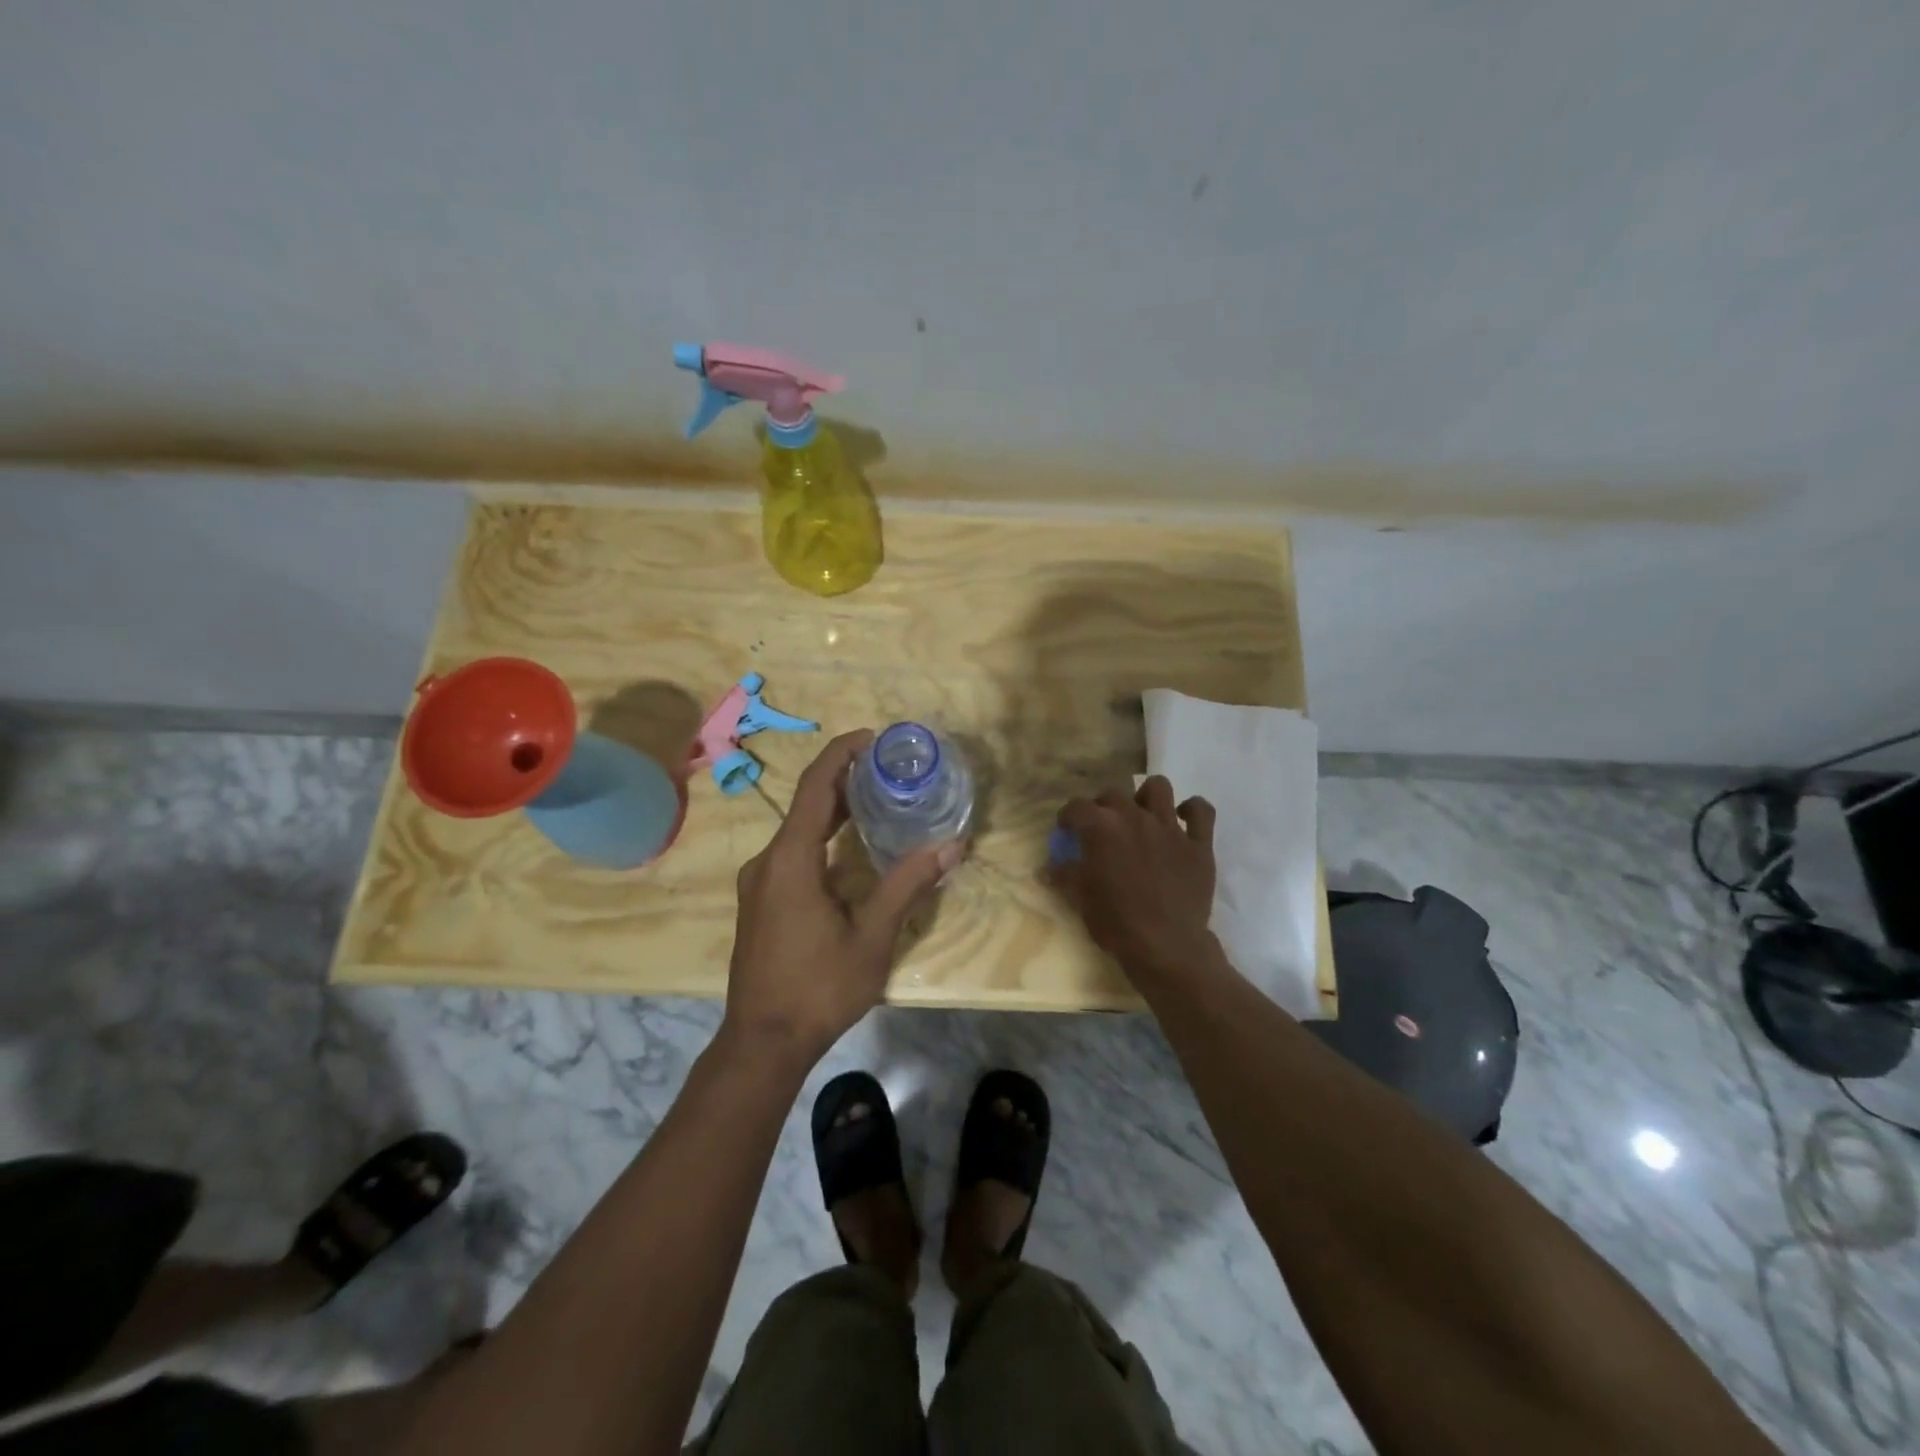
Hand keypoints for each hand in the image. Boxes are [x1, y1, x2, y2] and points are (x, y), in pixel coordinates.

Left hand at [724, 730, 957, 1063]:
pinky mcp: (761, 900)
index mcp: (790, 860)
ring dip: (835, 809)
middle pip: (806, 803)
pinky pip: (793, 851)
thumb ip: (908, 885)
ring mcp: (759, 882)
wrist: (762, 1042)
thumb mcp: (872, 936)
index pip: (815, 787)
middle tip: (889, 768)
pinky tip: (852, 846)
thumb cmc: (819, 988)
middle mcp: (767, 861)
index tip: (873, 738)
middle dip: (845, 779)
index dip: (841, 754)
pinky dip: (822, 836)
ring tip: (878, 797)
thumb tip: (953, 846)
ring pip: (799, 829)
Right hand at [1054, 777, 1219, 982]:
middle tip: (1102, 828)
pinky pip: (1201, 811)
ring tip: (1142, 814)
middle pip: (1114, 794)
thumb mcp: (1081, 900)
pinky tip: (1183, 820)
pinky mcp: (1199, 844)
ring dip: (1146, 796)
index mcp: (1102, 828)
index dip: (1068, 817)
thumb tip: (1045, 869)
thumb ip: (1064, 877)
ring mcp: (1170, 828)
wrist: (1166, 947)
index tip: (1067, 830)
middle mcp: (1135, 817)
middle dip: (1103, 806)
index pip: (1077, 807)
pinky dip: (1192, 811)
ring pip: (1158, 788)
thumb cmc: (1116, 923)